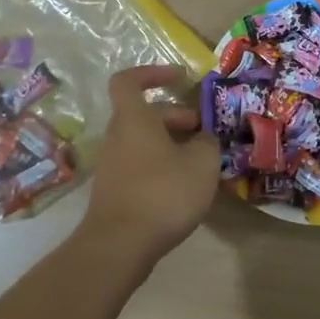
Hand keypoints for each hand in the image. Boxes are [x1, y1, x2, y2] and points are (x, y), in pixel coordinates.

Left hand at [80, 65, 219, 264]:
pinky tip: (184, 187)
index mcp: (134, 119)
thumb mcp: (201, 163)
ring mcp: (113, 164)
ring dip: (172, 144)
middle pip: (144, 114)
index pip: (129, 81)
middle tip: (205, 133)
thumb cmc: (163, 193)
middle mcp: (118, 136)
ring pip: (144, 140)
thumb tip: (202, 138)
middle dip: (176, 117)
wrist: (120, 245)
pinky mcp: (115, 189)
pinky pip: (141, 164)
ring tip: (201, 162)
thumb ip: (206, 142)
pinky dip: (162, 166)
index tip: (181, 79)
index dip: (153, 73)